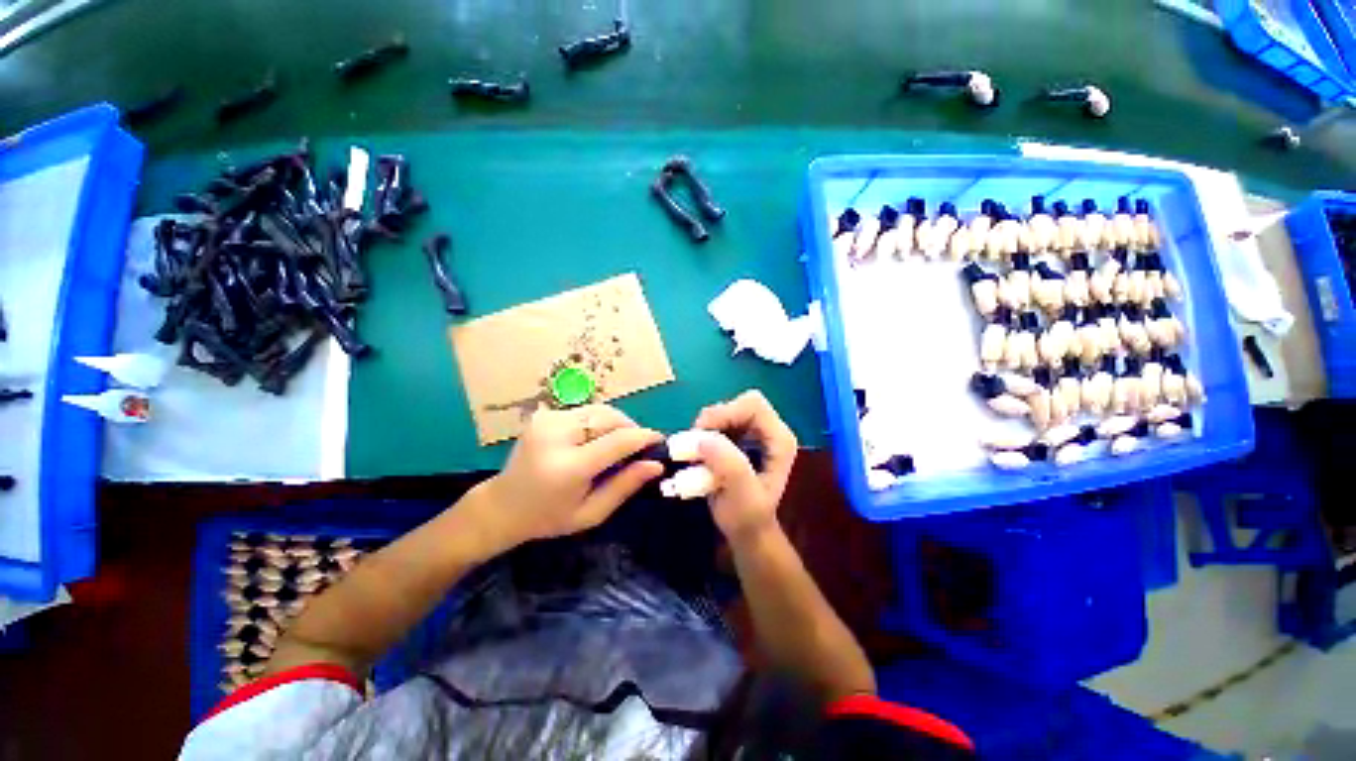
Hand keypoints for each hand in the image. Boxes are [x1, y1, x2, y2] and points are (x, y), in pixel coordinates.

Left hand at [470, 405, 663, 553]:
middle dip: (631, 429)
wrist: (502, 506)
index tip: (661, 442)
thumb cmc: (549, 517)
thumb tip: (656, 465)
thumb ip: (625, 486)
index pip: (618, 440)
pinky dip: (600, 423)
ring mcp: (548, 420)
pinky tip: (597, 440)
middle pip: (611, 418)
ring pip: (600, 410)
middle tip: (638, 449)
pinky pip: (586, 412)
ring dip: (617, 425)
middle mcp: (557, 435)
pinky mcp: (545, 415)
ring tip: (619, 445)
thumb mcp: (591, 513)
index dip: (644, 437)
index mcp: (568, 466)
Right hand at [692, 390, 797, 545]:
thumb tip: (702, 437)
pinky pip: (715, 423)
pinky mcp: (737, 437)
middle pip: (736, 404)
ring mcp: (752, 432)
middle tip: (695, 444)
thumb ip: (729, 466)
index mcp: (779, 438)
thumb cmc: (748, 517)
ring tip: (696, 454)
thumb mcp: (742, 497)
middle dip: (713, 421)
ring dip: (705, 429)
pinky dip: (702, 434)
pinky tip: (699, 454)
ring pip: (723, 412)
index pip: (752, 405)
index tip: (702, 435)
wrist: (746, 531)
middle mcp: (768, 429)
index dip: (725, 413)